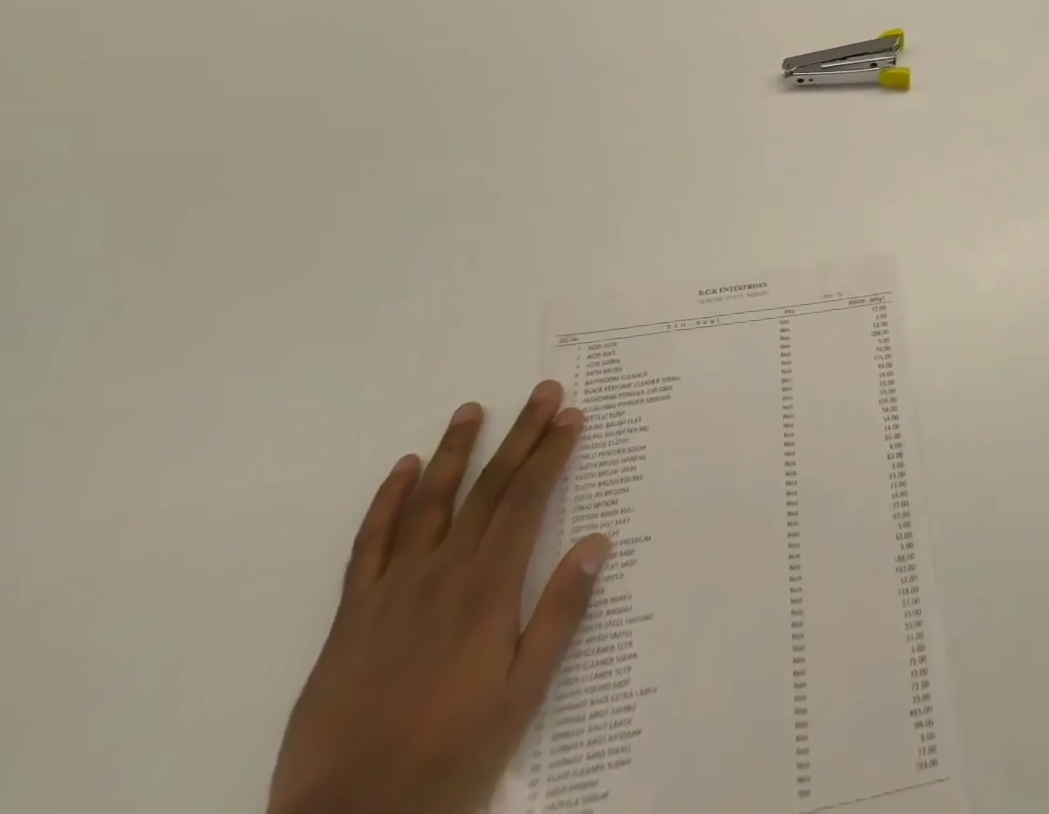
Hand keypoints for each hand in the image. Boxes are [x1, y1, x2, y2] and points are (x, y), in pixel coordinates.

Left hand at [267, 382, 609, 813]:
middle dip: (520, 434)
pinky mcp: (351, 616)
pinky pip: (369, 544)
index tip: (570, 416)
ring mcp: (392, 590)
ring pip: (428, 502)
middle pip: (488, 487)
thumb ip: (561, 613)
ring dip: (454, 451)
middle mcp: (442, 572)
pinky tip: (401, 471)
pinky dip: (386, 501)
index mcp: (488, 587)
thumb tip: (598, 542)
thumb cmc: (452, 755)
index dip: (551, 452)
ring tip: (472, 409)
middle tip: (542, 392)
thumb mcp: (524, 693)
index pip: (527, 499)